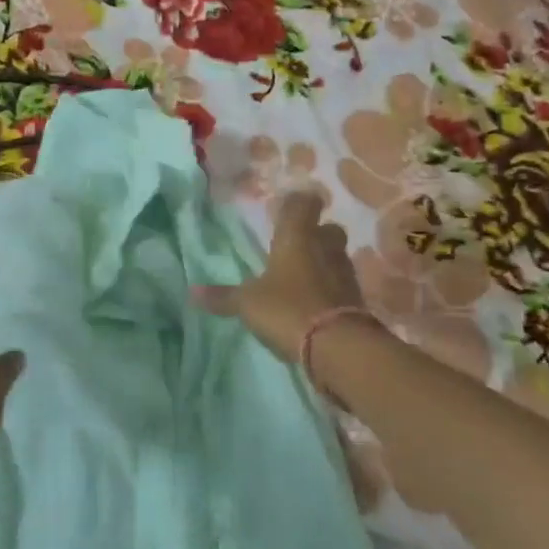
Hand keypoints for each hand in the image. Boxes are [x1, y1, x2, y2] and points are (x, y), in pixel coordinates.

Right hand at [192, 191, 366, 363]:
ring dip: (324, 261)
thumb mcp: (248, 304)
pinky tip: (315, 301)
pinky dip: (331, 288)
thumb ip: (223, 297)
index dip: (299, 202)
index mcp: (296, 237)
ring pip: (337, 256)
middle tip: (297, 244)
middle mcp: (325, 247)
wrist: (338, 346)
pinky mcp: (357, 299)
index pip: (303, 203)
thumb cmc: (287, 308)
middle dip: (316, 233)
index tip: (290, 207)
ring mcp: (345, 273)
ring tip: (303, 276)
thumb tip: (192, 292)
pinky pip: (342, 284)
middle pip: (329, 229)